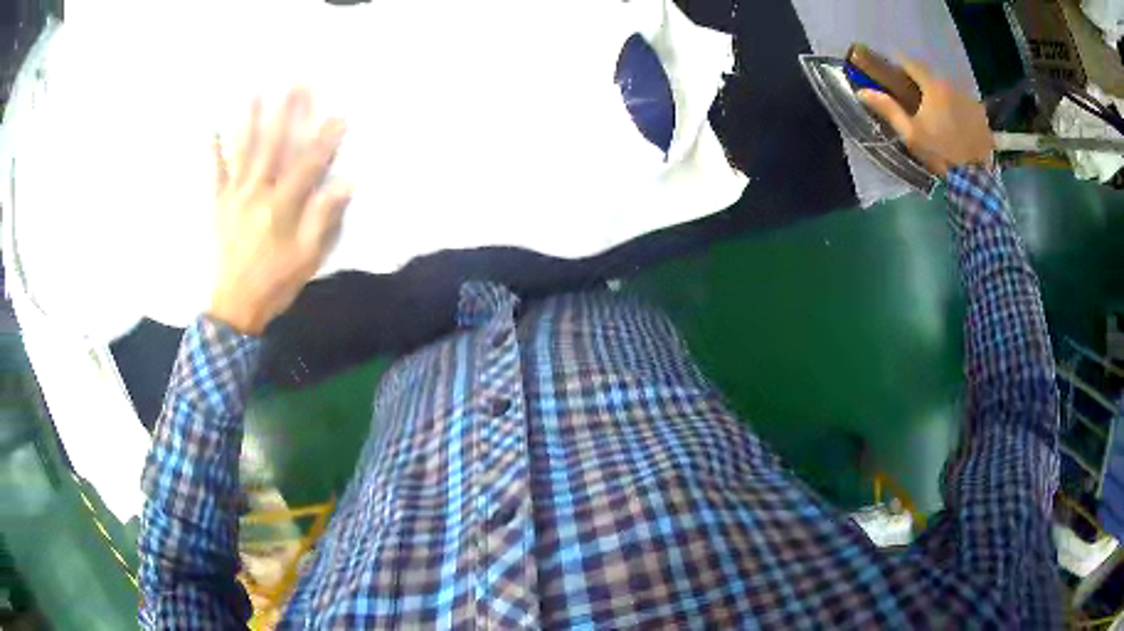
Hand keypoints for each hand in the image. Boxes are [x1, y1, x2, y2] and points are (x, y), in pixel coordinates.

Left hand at [208, 88, 352, 334]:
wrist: (235, 307)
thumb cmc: (275, 283)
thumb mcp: (307, 257)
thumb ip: (323, 218)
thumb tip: (346, 183)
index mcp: (282, 206)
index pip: (308, 164)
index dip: (325, 140)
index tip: (340, 115)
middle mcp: (257, 193)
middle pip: (274, 145)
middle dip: (287, 112)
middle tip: (296, 84)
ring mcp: (234, 197)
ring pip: (243, 151)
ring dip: (250, 119)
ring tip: (255, 92)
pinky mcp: (219, 205)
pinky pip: (215, 174)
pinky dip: (213, 152)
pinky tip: (212, 130)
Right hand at [858, 59, 992, 177]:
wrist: (974, 178)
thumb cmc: (940, 153)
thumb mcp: (911, 134)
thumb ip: (889, 109)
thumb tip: (862, 91)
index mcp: (933, 86)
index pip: (911, 62)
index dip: (900, 65)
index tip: (893, 74)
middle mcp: (951, 85)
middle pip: (931, 76)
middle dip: (922, 84)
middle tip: (916, 99)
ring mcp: (968, 98)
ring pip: (948, 89)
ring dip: (941, 96)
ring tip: (938, 115)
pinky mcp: (980, 112)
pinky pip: (964, 102)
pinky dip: (957, 108)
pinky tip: (956, 124)